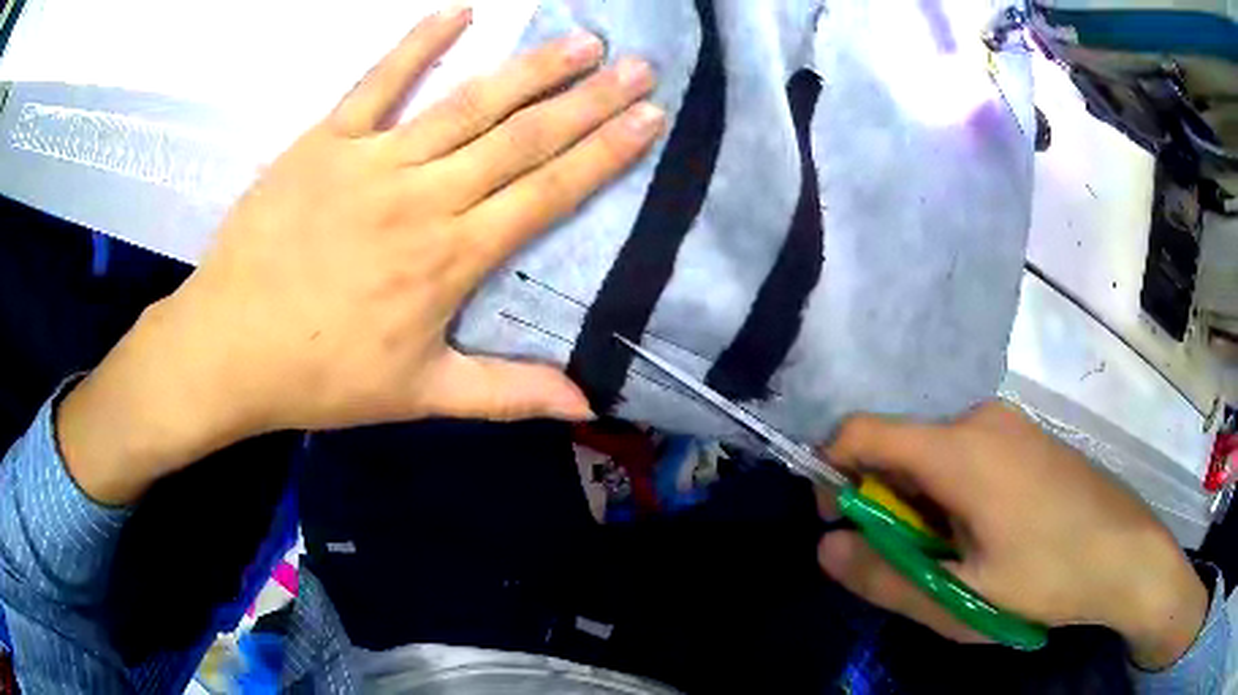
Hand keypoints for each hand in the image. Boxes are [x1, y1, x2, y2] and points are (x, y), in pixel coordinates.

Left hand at [57, 7, 665, 504]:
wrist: (229, 348)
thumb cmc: (321, 376)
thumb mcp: (420, 396)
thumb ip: (506, 393)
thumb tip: (585, 404)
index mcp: (451, 258)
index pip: (547, 193)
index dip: (605, 153)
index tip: (649, 119)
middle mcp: (424, 198)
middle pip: (521, 138)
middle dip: (588, 100)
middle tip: (638, 67)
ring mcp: (373, 161)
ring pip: (467, 104)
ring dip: (530, 69)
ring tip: (582, 41)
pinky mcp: (325, 141)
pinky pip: (378, 82)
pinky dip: (418, 43)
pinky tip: (459, 12)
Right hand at [816, 402, 1208, 669]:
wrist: (1127, 553)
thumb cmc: (1048, 576)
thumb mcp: (960, 597)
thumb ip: (884, 576)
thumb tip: (825, 547)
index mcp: (960, 449)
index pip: (862, 434)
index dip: (832, 474)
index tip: (841, 526)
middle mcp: (980, 418)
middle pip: (901, 449)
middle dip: (887, 505)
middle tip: (915, 564)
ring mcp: (1008, 423)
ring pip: (935, 456)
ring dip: (924, 506)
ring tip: (958, 558)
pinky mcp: (1025, 436)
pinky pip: (967, 455)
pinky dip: (953, 494)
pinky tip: (988, 535)